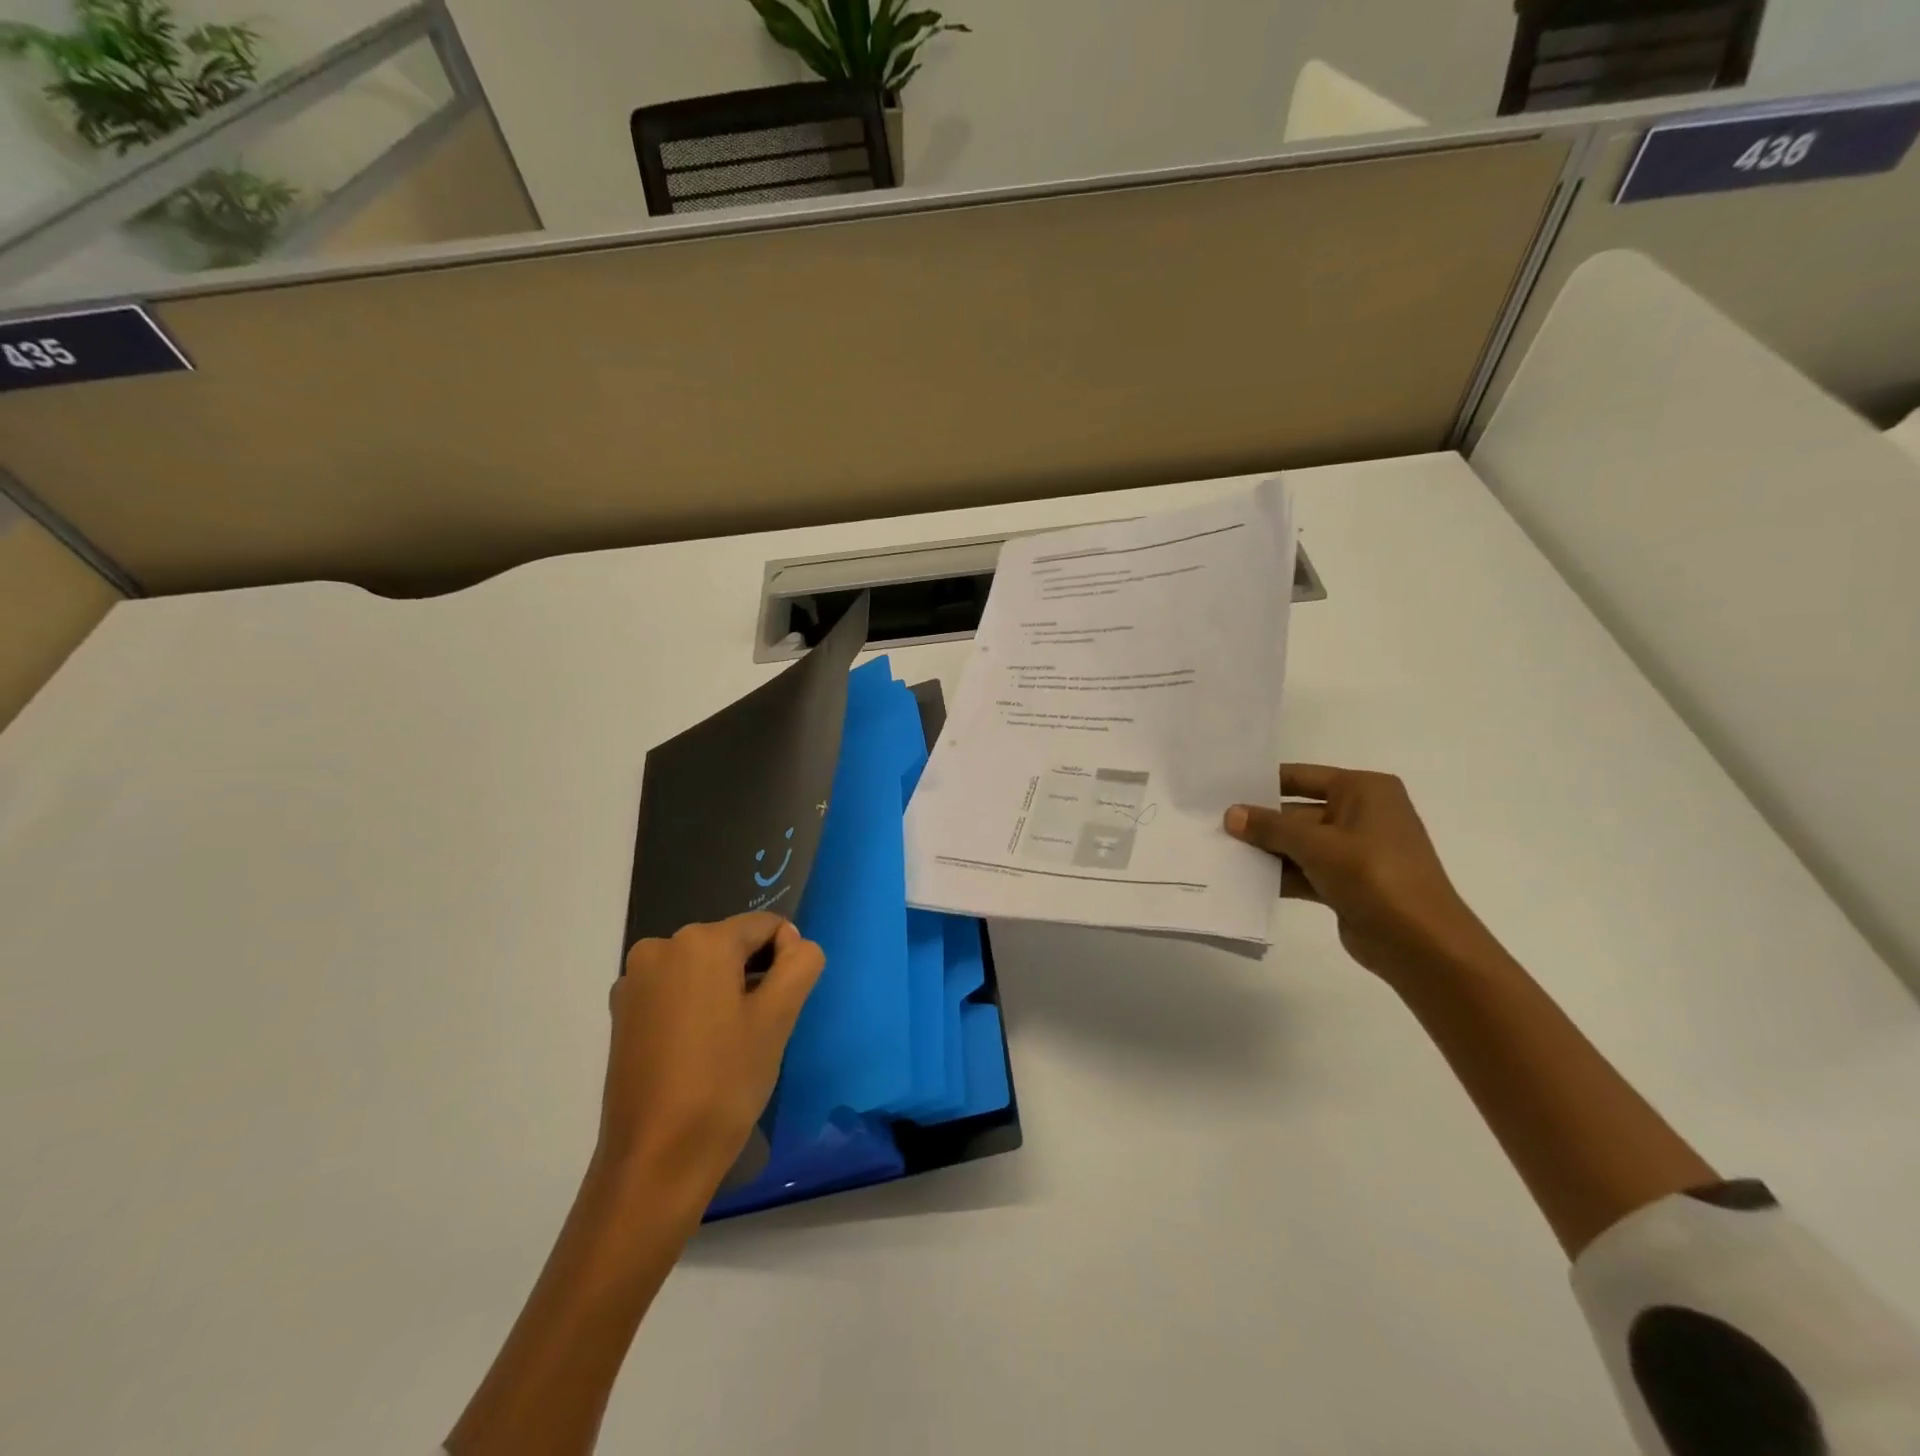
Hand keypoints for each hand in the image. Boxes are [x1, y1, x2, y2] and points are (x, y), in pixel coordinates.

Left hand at [599, 914, 824, 1198]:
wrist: (654, 1162)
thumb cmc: (724, 1084)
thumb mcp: (778, 1019)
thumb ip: (800, 963)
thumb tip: (793, 943)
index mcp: (700, 941)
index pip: (765, 926)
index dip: (786, 960)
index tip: (782, 1007)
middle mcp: (660, 947)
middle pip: (731, 944)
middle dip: (753, 976)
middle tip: (757, 1031)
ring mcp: (634, 980)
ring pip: (703, 968)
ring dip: (725, 992)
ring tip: (726, 1045)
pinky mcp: (621, 1012)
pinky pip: (675, 990)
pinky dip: (694, 1007)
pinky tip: (697, 1052)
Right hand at [1225, 764, 1498, 983]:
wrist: (1421, 943)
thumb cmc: (1374, 876)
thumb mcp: (1316, 845)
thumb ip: (1270, 827)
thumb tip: (1231, 814)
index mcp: (1364, 790)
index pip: (1302, 777)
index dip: (1263, 783)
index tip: (1223, 789)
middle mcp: (1361, 814)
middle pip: (1297, 812)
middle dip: (1260, 822)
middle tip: (1212, 825)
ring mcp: (1355, 851)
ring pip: (1299, 843)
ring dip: (1266, 850)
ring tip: (1219, 851)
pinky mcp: (1347, 883)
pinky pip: (1305, 870)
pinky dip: (1279, 874)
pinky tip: (1243, 879)